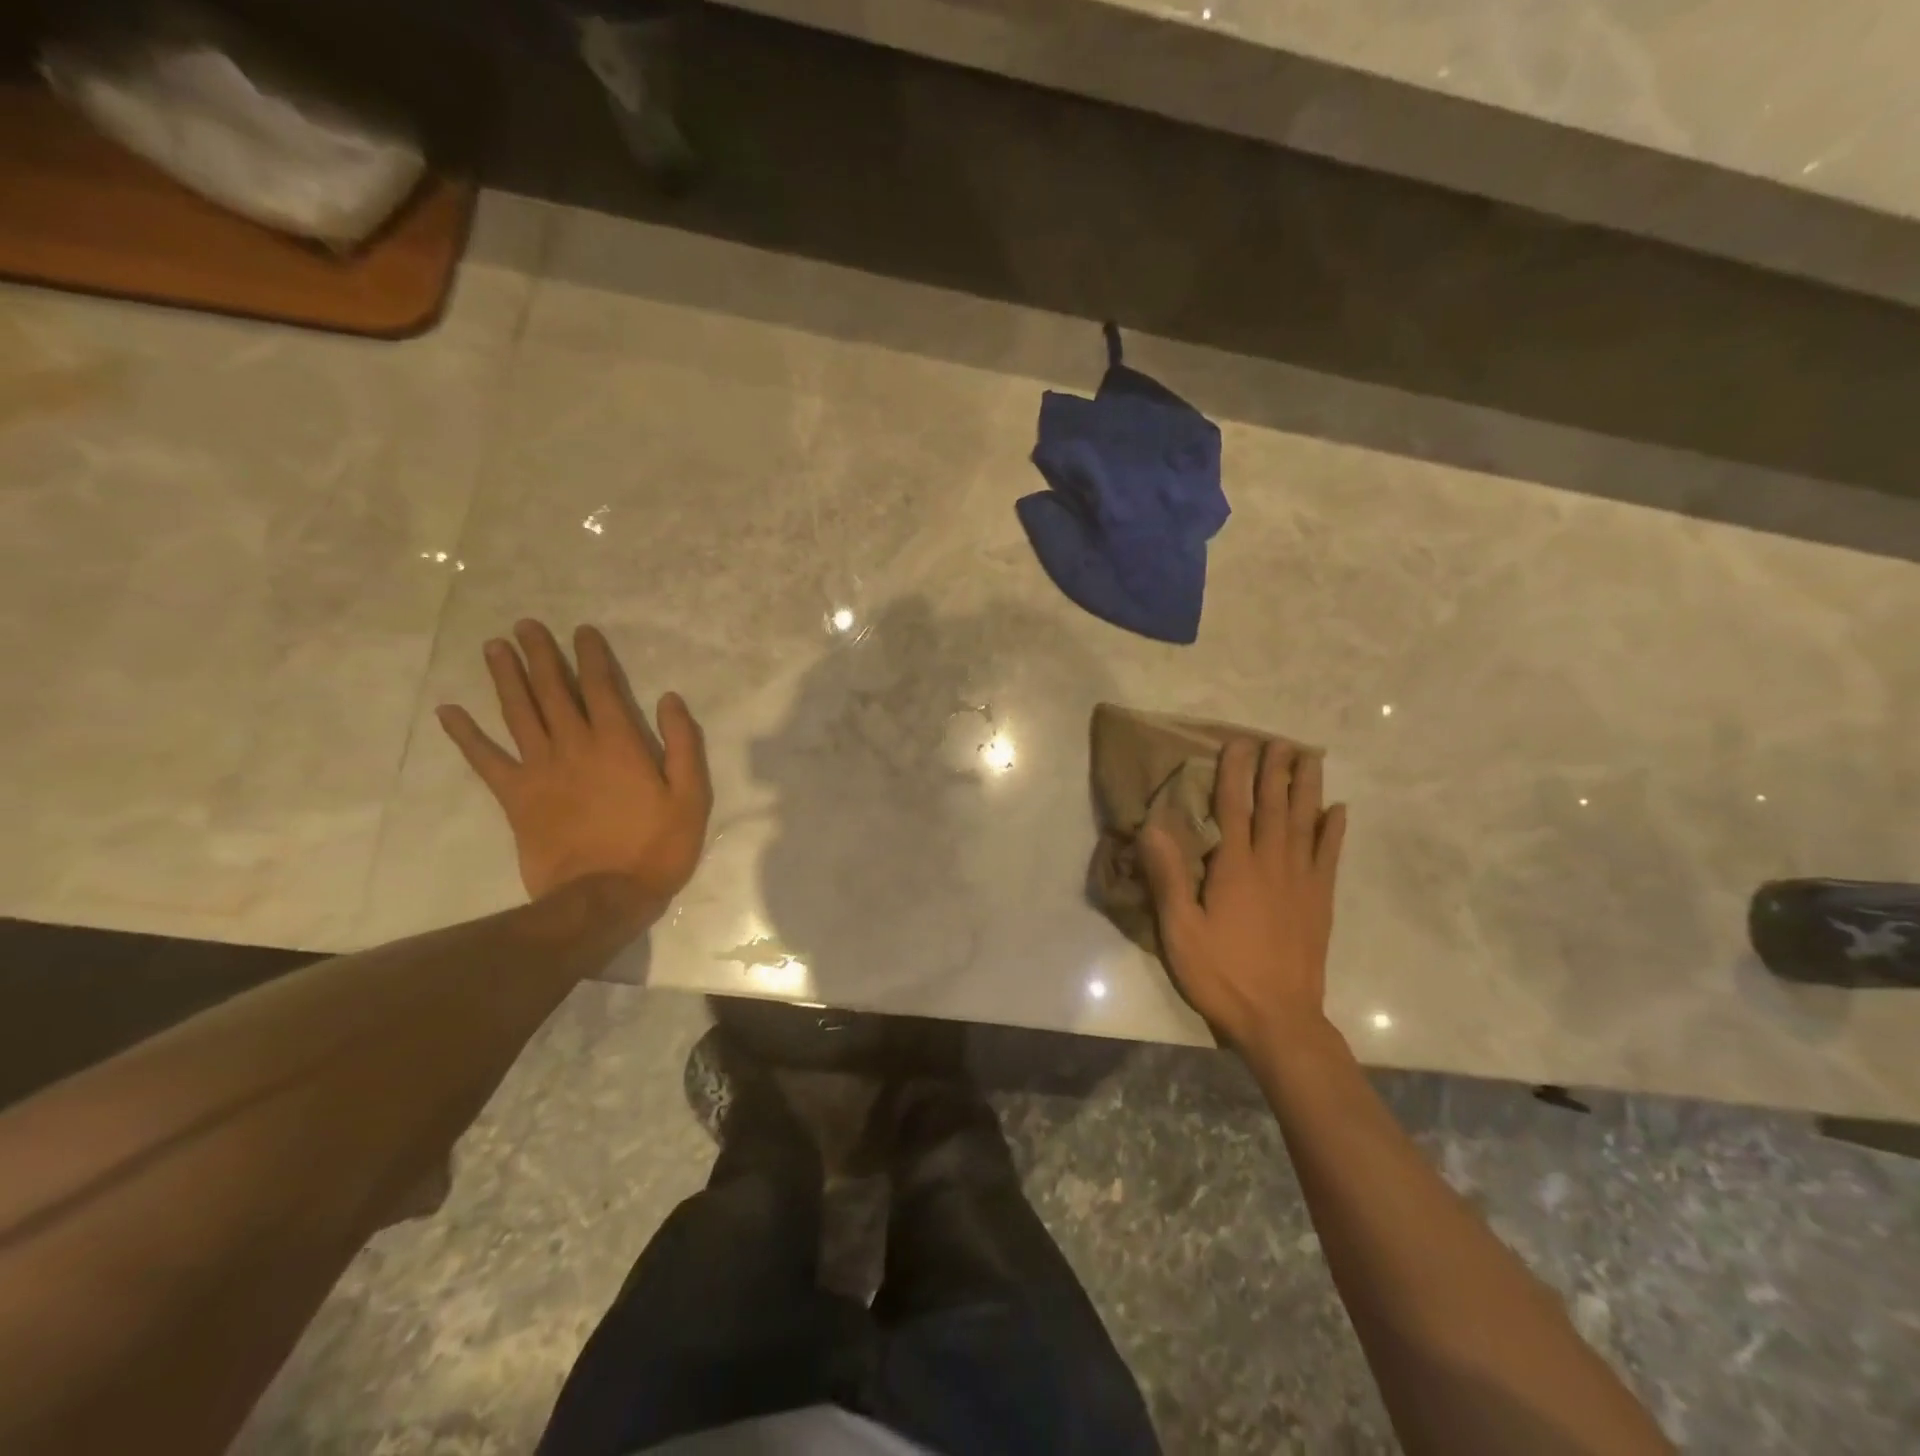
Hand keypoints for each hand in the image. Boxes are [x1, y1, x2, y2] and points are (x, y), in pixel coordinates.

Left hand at [436, 620, 712, 906]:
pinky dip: (466, 736)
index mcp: (618, 744)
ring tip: (495, 647)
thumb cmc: (657, 846)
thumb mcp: (691, 796)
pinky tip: (449, 712)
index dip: (591, 657)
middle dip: (541, 655)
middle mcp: (574, 746)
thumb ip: (683, 745)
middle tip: (525, 625)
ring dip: (506, 678)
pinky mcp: (516, 798)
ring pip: (519, 713)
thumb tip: (670, 700)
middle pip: (554, 691)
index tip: (581, 632)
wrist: (603, 896)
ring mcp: (540, 770)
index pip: (602, 688)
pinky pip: (487, 760)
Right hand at [1140, 738, 1346, 1057]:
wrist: (1279, 1019)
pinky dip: (1334, 830)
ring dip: (1307, 788)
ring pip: (1306, 822)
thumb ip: (1168, 876)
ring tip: (1311, 758)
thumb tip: (1153, 826)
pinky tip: (1338, 811)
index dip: (1235, 773)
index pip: (1233, 808)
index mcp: (1235, 868)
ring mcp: (1302, 882)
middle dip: (1275, 770)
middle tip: (1279, 740)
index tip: (1238, 743)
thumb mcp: (1179, 929)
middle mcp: (1272, 864)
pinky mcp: (1320, 901)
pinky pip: (1329, 856)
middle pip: (1275, 806)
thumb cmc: (1221, 973)